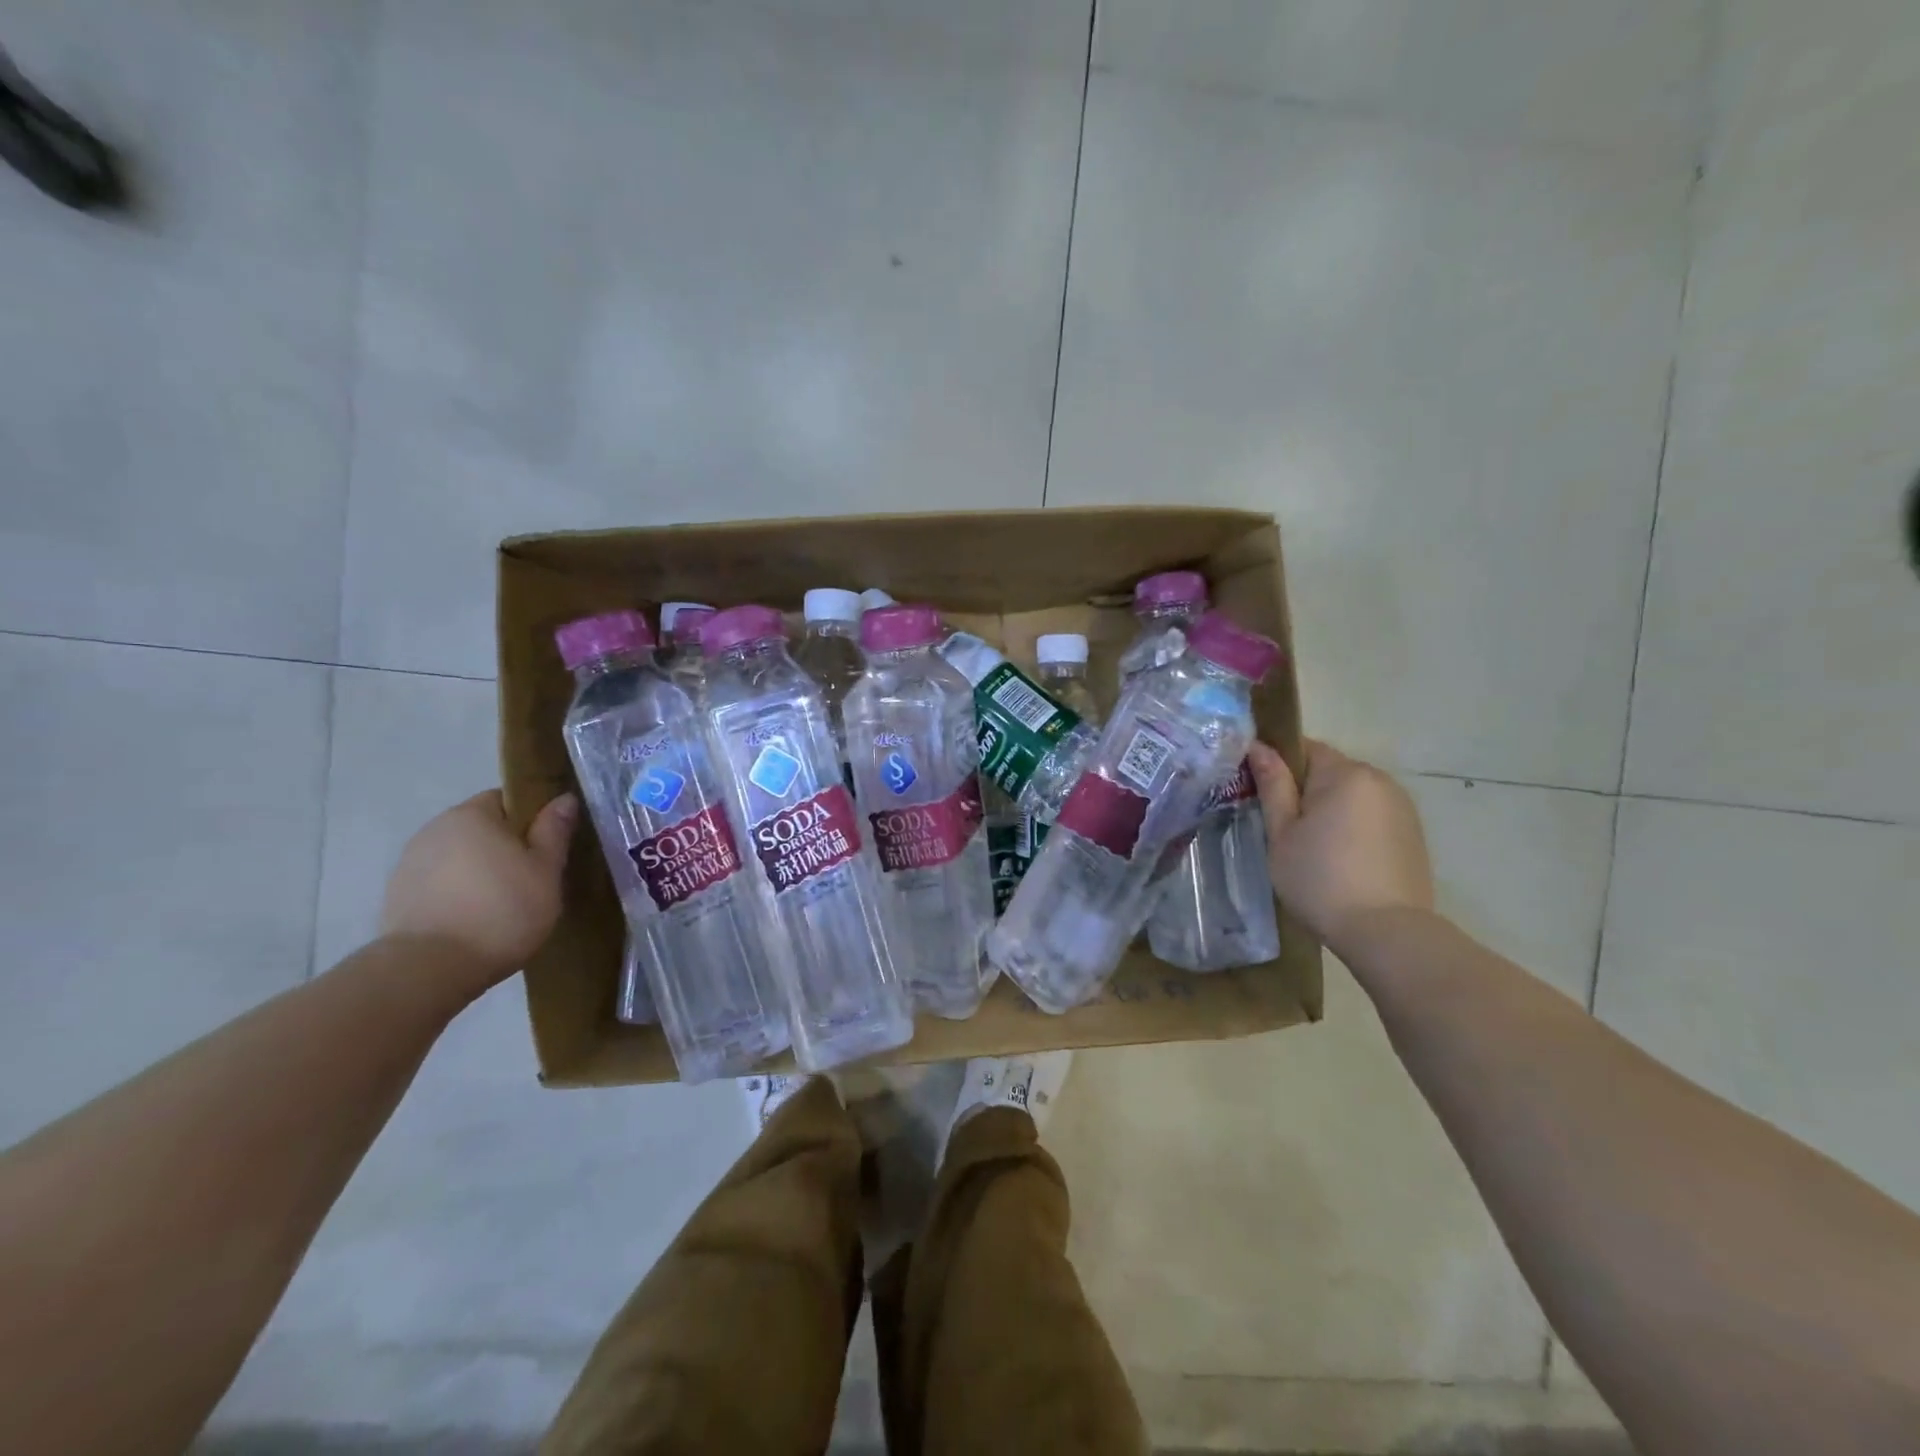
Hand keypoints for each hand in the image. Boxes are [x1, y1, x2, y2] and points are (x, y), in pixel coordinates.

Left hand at [380, 790, 577, 988]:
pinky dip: (458, 894)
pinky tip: (474, 921)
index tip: (547, 848)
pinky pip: (440, 884)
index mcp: (471, 815)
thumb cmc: (501, 911)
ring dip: (479, 872)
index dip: (531, 820)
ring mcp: (409, 864)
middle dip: (504, 847)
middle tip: (531, 879)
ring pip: (459, 858)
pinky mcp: (397, 897)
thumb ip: (554, 831)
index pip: (506, 800)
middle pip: (481, 829)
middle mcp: (435, 829)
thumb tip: (564, 798)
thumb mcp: (545, 870)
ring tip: (502, 906)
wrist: (429, 969)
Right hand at [1245, 738, 1433, 949]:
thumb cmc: (1320, 880)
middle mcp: (1379, 780)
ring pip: (1351, 795)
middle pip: (1330, 771)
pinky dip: (1352, 828)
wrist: (1386, 933)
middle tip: (1282, 827)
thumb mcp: (1282, 834)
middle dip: (1304, 790)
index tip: (1260, 793)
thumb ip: (1272, 786)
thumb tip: (1259, 747)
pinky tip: (1341, 861)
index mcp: (1345, 774)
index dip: (1278, 765)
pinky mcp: (1413, 834)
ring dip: (1330, 810)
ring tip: (1311, 848)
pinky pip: (1371, 816)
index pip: (1304, 748)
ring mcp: (1402, 807)